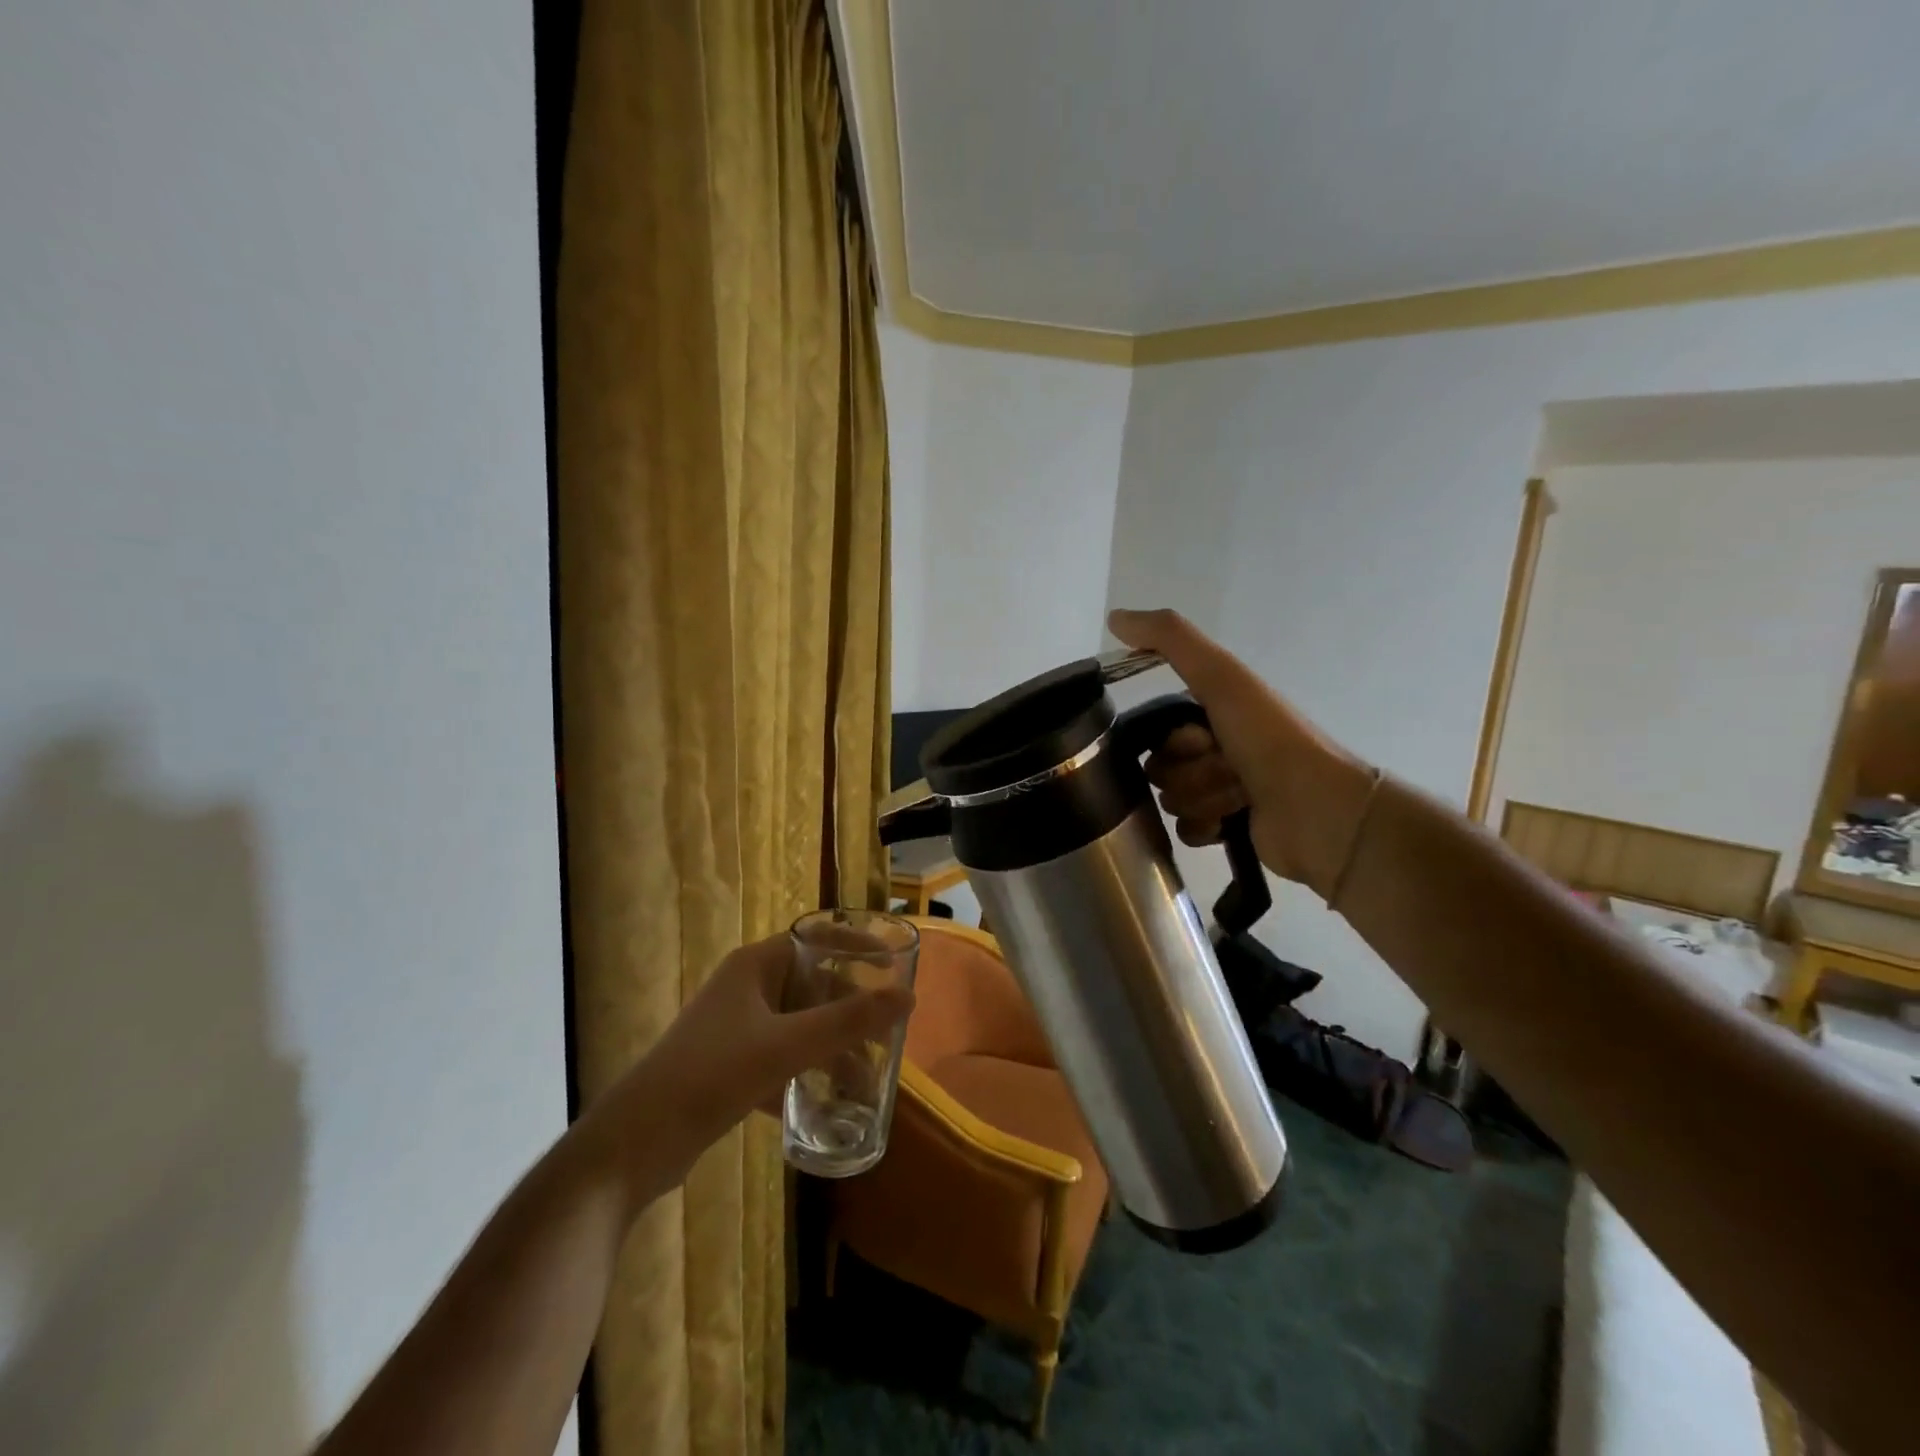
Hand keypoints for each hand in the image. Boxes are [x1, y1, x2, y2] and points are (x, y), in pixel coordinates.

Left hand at [583, 933, 913, 1204]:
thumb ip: (849, 1022)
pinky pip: (781, 1060)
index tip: (893, 962)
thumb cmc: (712, 1075)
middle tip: (886, 1035)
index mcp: (755, 966)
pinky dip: (804, 1077)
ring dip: (831, 1050)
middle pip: (812, 986)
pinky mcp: (729, 1067)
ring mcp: (735, 1029)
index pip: (816, 938)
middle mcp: (746, 989)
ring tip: (864, 1081)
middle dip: (850, 1011)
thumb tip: (908, 996)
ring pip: (799, 1027)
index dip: (855, 944)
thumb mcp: (787, 1046)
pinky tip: (824, 1108)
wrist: (634, 1144)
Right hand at [1109, 608, 1375, 899]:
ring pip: (1171, 800)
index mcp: (1215, 715)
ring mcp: (1222, 791)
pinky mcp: (1225, 829)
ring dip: (1201, 799)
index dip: (1174, 741)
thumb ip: (1170, 640)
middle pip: (1160, 769)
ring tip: (1238, 798)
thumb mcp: (1221, 678)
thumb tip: (1114, 617)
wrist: (1319, 810)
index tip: (1203, 741)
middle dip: (1188, 774)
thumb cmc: (1269, 739)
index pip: (1157, 732)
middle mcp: (1217, 750)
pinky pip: (1185, 830)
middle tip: (1227, 770)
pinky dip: (1204, 827)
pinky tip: (1229, 824)